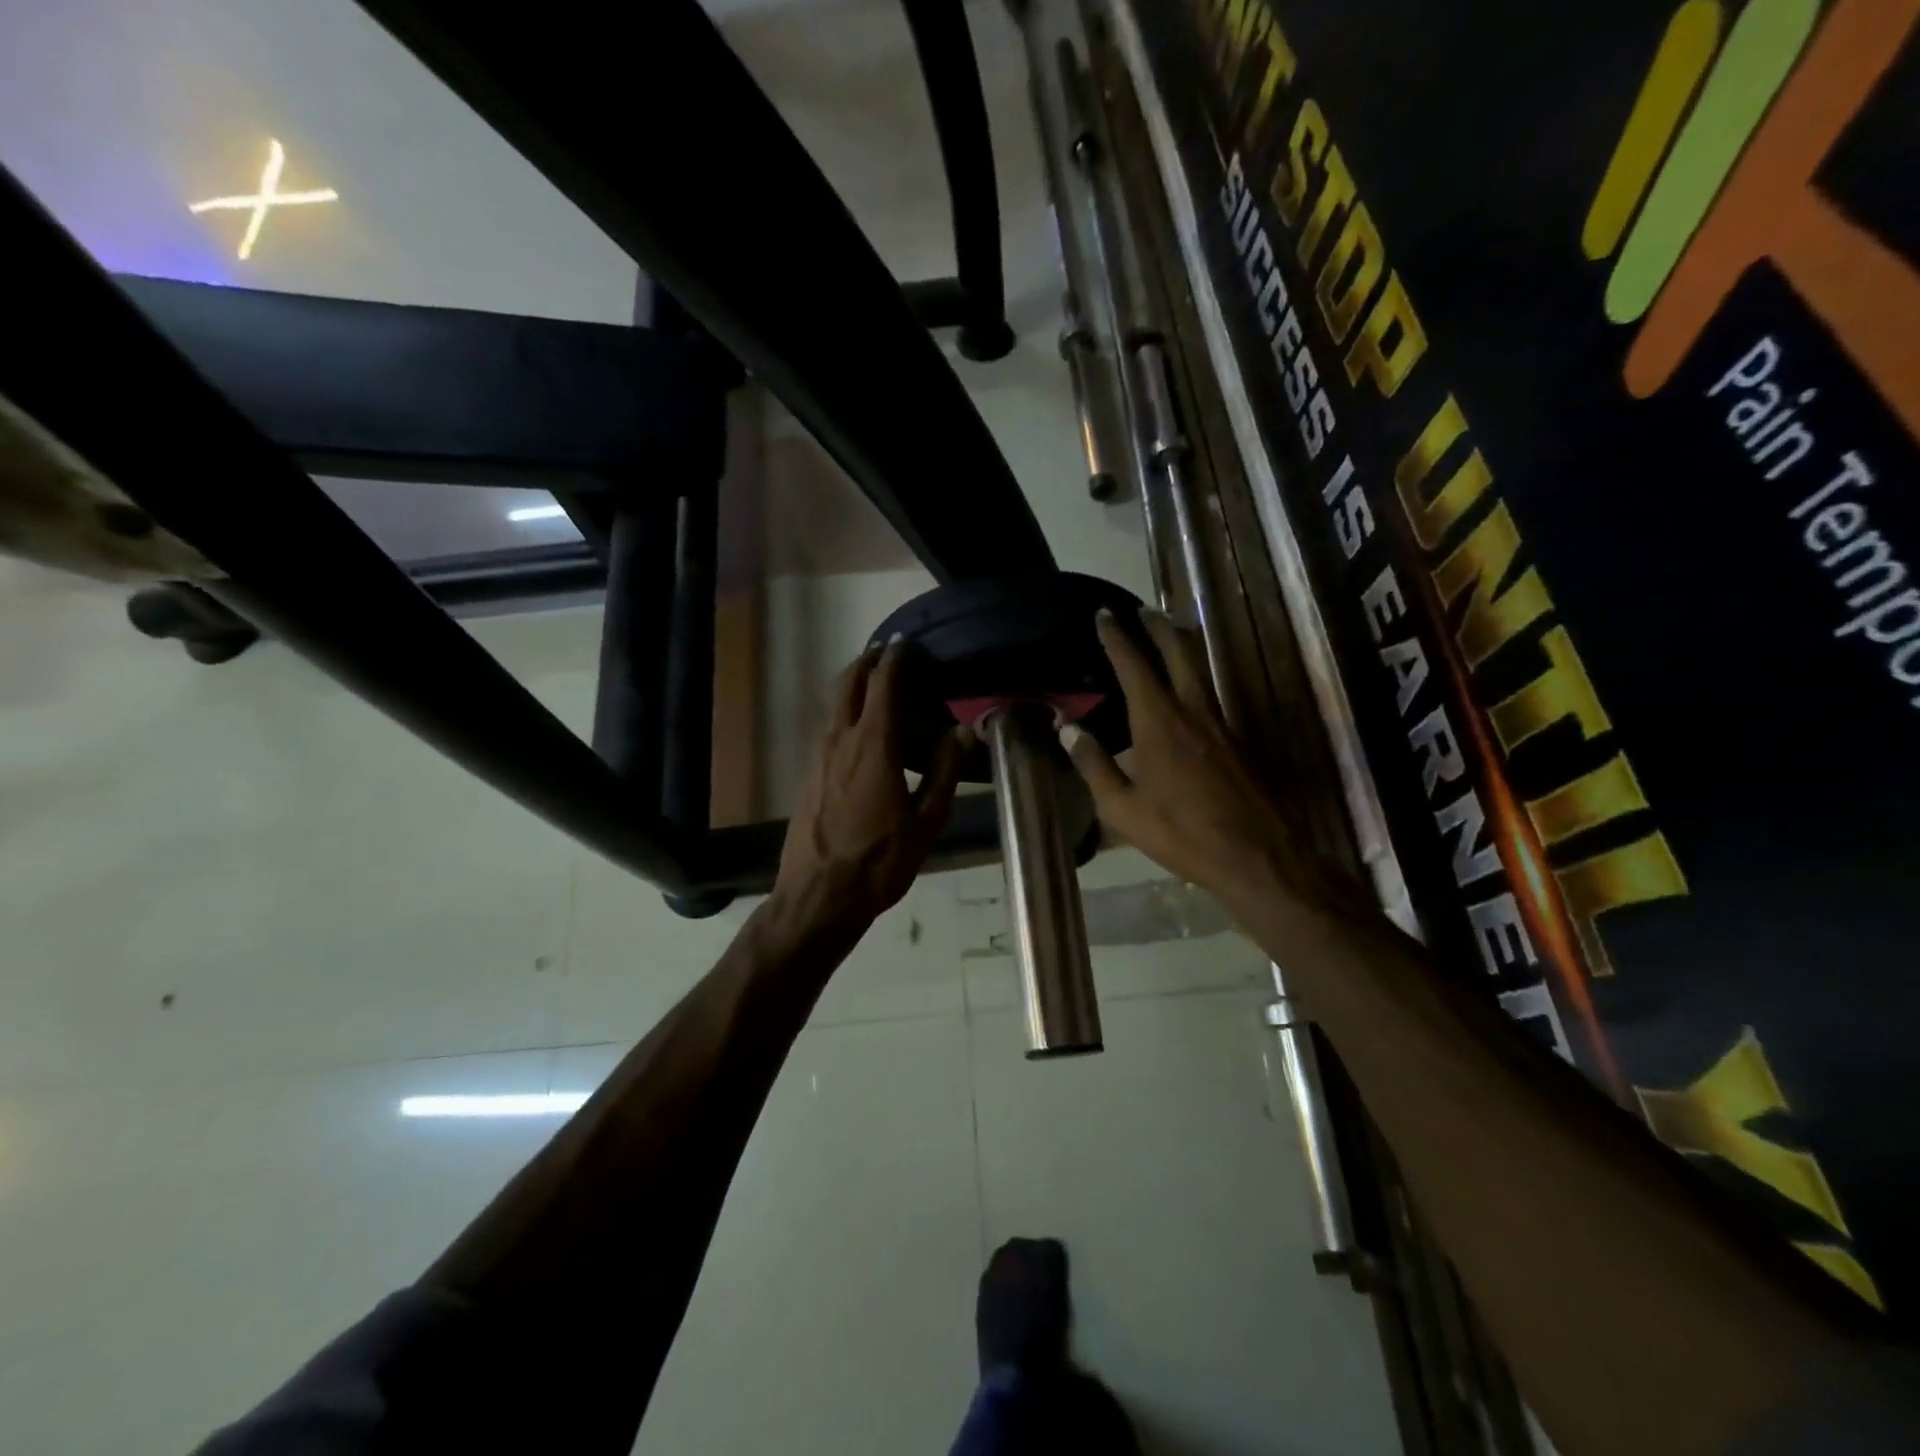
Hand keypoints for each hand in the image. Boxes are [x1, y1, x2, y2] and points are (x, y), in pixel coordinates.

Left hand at [771, 638, 967, 939]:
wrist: (818, 896)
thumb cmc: (879, 861)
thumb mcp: (925, 821)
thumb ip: (944, 771)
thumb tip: (963, 730)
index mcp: (873, 744)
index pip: (882, 684)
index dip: (895, 659)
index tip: (906, 644)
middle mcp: (840, 739)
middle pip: (848, 682)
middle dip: (867, 662)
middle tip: (888, 657)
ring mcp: (818, 755)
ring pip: (833, 703)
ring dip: (852, 685)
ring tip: (876, 687)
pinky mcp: (808, 773)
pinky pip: (827, 726)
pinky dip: (844, 711)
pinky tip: (860, 731)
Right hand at [1058, 611, 1348, 915]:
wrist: (1255, 855)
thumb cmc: (1180, 832)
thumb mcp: (1122, 807)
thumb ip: (1093, 763)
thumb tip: (1067, 727)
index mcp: (1159, 721)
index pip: (1134, 664)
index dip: (1117, 636)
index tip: (1105, 614)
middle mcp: (1192, 709)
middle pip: (1178, 650)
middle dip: (1158, 624)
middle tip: (1141, 609)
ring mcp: (1220, 722)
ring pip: (1200, 667)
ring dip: (1181, 644)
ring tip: (1165, 633)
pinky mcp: (1235, 740)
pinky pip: (1209, 691)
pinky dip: (1192, 674)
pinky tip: (1185, 690)